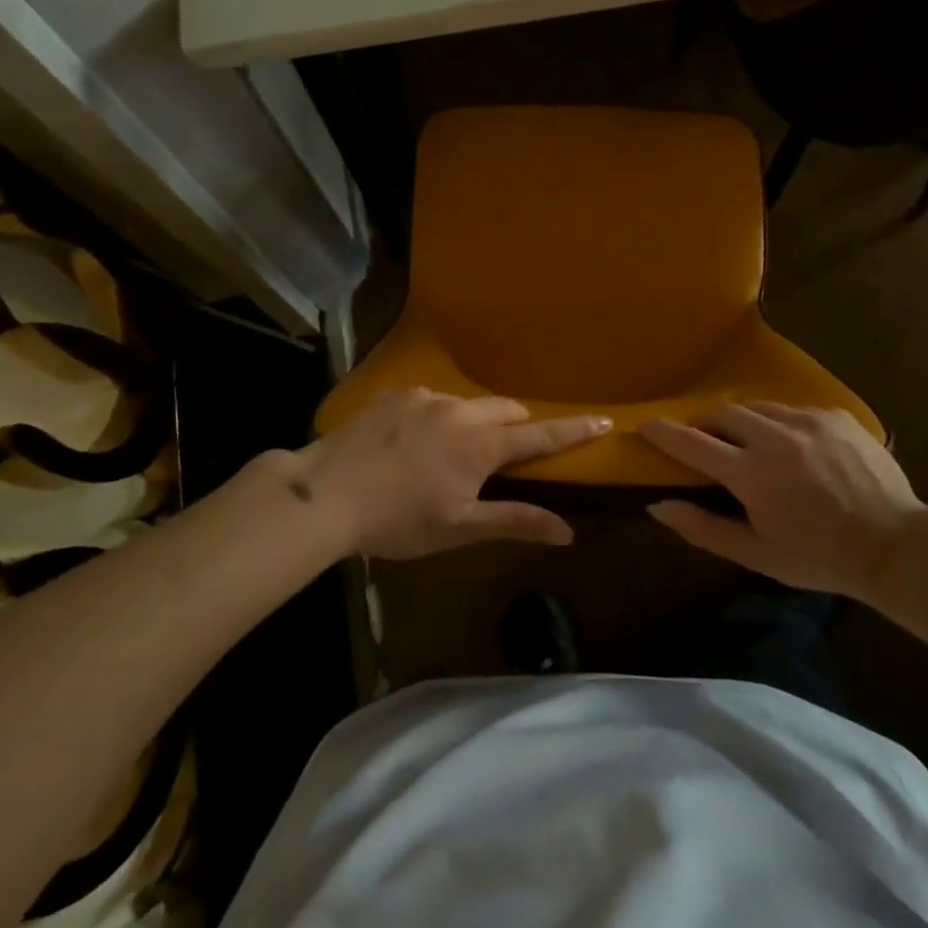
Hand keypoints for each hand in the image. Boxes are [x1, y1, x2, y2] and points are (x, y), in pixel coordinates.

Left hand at [282, 389, 609, 558]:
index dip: (574, 430)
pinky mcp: (394, 396)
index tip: (603, 420)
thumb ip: (514, 521)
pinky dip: (432, 419)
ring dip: (468, 424)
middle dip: (514, 426)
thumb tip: (567, 532)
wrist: (324, 494)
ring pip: (464, 405)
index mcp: (481, 443)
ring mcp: (424, 397)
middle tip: (504, 453)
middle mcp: (459, 410)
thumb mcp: (460, 528)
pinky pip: (427, 402)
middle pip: (504, 410)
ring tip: (443, 456)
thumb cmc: (398, 520)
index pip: (541, 434)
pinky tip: (406, 445)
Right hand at [638, 404, 927, 599]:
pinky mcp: (835, 415)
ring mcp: (809, 420)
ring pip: (759, 407)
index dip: (663, 431)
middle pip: (723, 412)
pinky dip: (782, 423)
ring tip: (751, 442)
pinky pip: (795, 409)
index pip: (692, 443)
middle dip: (706, 422)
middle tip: (705, 439)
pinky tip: (795, 446)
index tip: (644, 424)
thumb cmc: (819, 557)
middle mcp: (775, 437)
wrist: (894, 545)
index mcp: (751, 474)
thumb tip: (657, 506)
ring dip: (744, 421)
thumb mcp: (757, 554)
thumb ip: (703, 528)